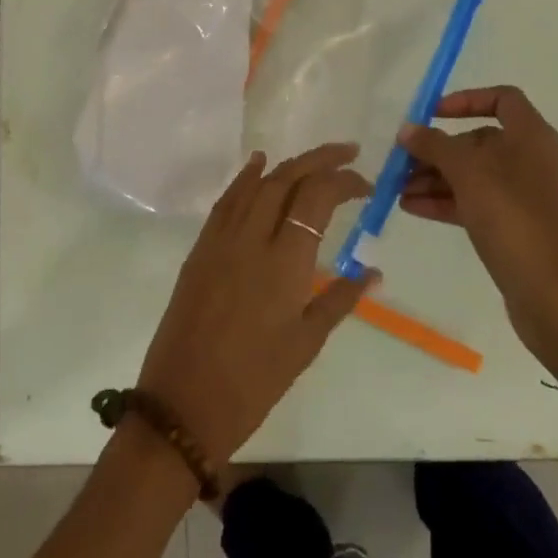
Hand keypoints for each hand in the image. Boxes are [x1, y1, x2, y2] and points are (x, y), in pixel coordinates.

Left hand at [136, 144, 377, 468]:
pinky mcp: (201, 248)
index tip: (366, 186)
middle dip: (320, 158)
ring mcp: (221, 239)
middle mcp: (252, 238)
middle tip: (348, 152)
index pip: (317, 197)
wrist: (184, 404)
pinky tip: (258, 165)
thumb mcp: (306, 343)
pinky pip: (227, 200)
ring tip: (314, 159)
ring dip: (287, 164)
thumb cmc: (254, 381)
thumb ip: (340, 298)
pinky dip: (245, 177)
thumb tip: (374, 272)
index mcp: (285, 261)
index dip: (344, 181)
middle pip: (287, 178)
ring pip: (256, 183)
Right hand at [399, 86, 557, 377]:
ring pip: (478, 176)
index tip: (432, 115)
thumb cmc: (513, 218)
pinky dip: (450, 202)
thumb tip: (408, 129)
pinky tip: (413, 208)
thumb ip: (434, 146)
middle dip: (440, 150)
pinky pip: (481, 204)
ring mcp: (530, 198)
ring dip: (438, 178)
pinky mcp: (522, 229)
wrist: (554, 296)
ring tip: (399, 189)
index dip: (466, 100)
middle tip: (403, 162)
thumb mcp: (467, 174)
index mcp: (533, 137)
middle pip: (483, 141)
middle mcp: (536, 161)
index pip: (502, 99)